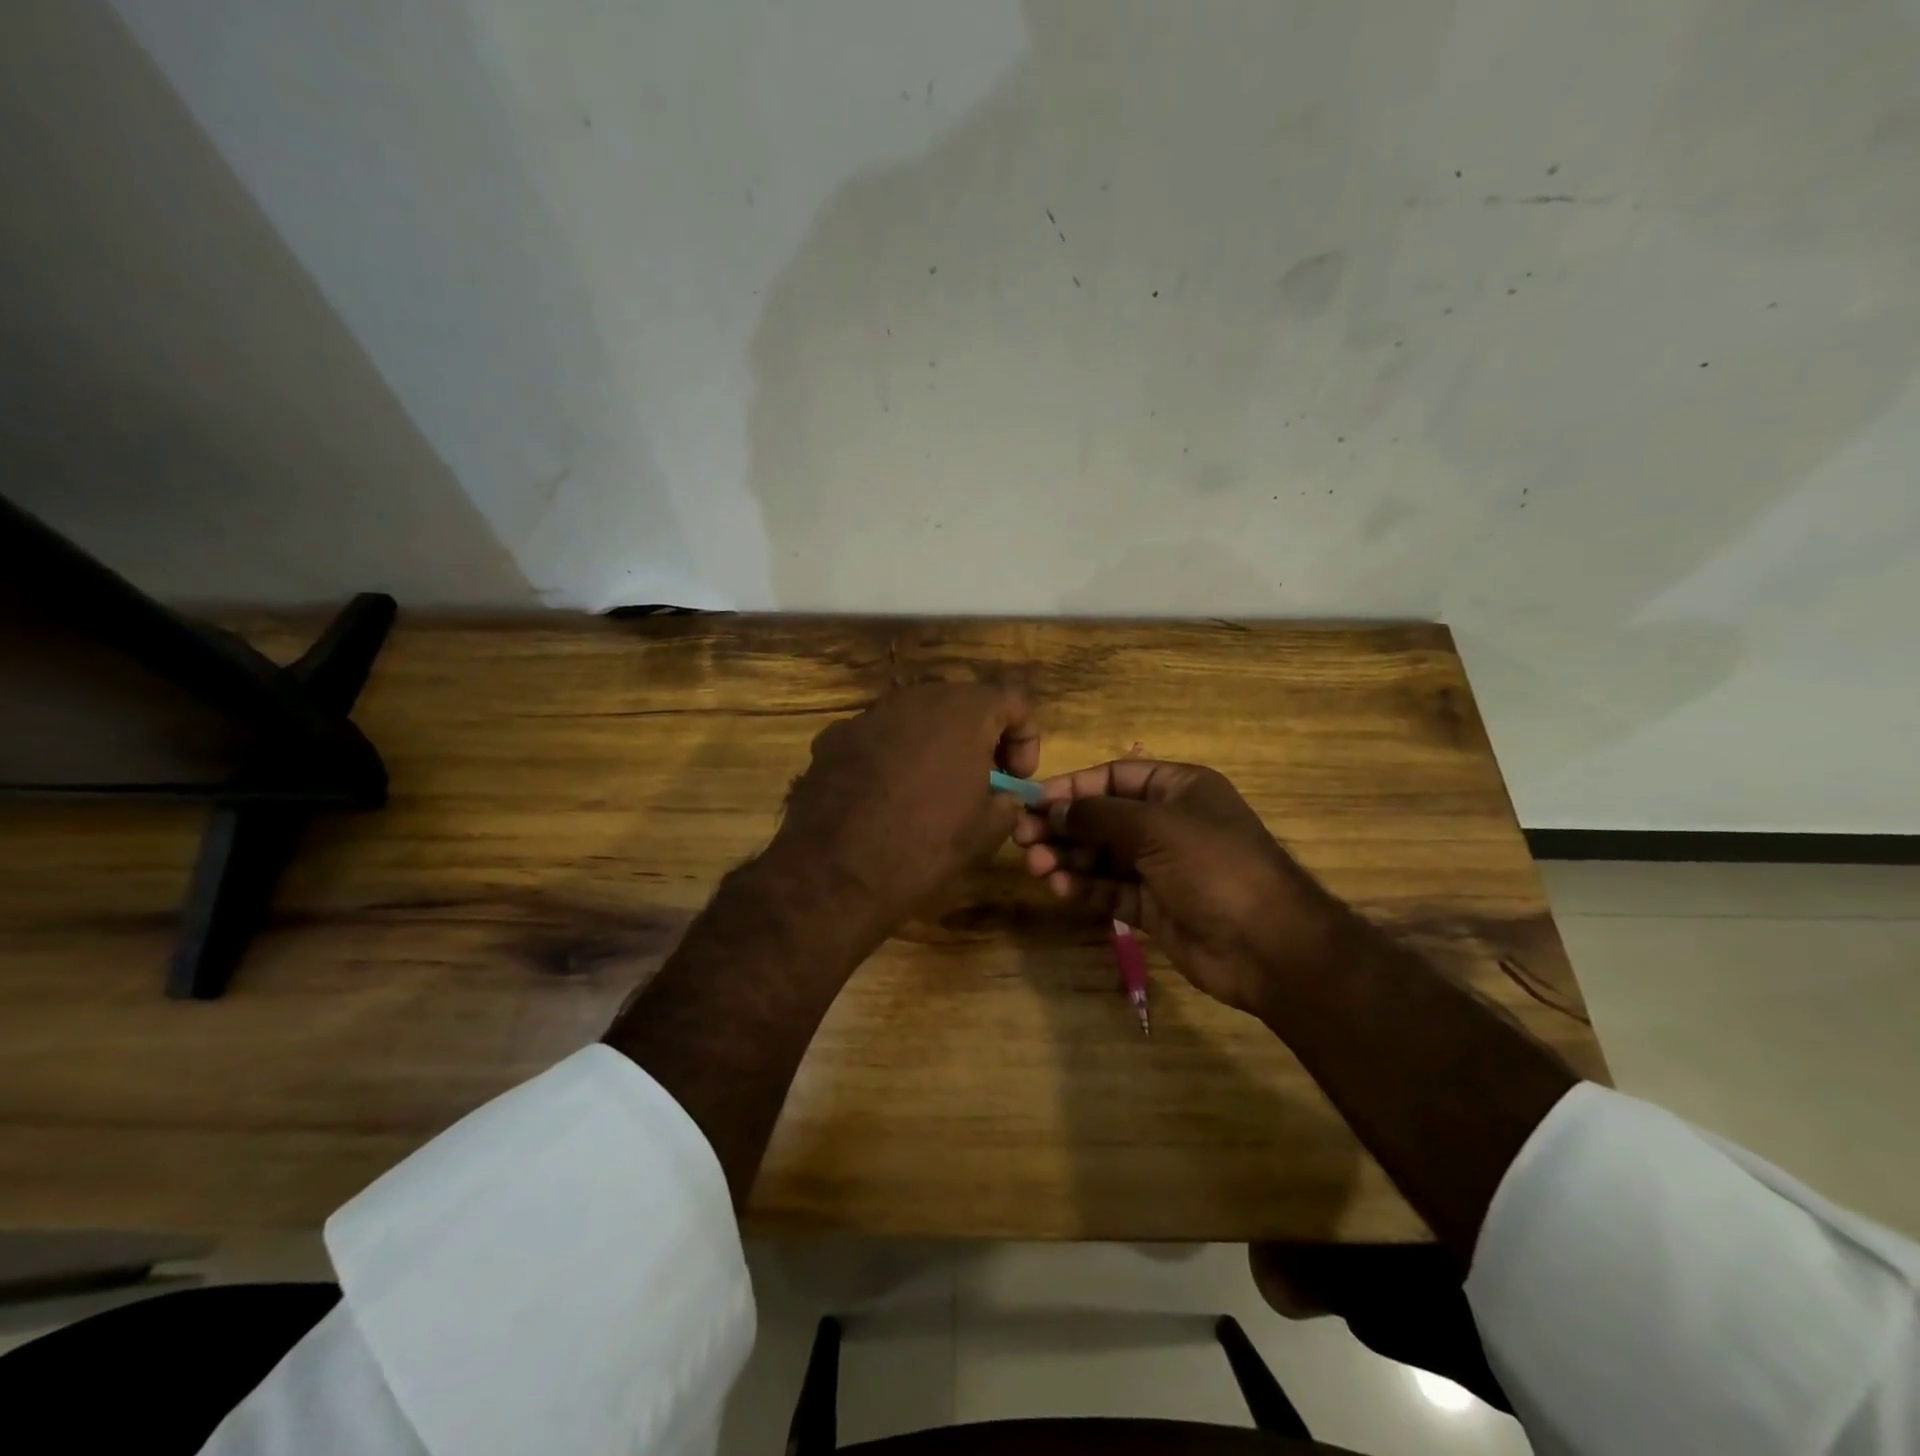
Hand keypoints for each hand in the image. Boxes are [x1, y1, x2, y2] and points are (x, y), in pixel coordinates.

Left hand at [768, 684, 1039, 939]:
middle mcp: (915, 699)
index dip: (1025, 738)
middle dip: (979, 737)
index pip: (1014, 700)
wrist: (835, 874)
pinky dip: (892, 756)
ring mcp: (869, 715)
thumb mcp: (986, 831)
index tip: (1015, 779)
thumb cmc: (924, 848)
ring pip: (917, 718)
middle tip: (980, 781)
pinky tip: (884, 797)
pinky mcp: (834, 737)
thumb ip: (1007, 800)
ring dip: (934, 744)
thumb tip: (1002, 795)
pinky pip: (878, 737)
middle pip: (962, 703)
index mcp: (963, 712)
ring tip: (930, 790)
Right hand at [1012, 760, 1347, 1013]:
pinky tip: (1060, 888)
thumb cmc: (1214, 866)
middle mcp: (1167, 823)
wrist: (1268, 945)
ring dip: (1068, 858)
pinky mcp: (1152, 906)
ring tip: (1038, 867)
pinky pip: (1109, 889)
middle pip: (1102, 817)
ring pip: (1101, 855)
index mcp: (1178, 789)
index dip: (1073, 788)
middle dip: (1063, 826)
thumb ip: (1098, 815)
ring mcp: (1159, 866)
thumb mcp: (1155, 828)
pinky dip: (1084, 887)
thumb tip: (1051, 808)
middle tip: (1023, 839)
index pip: (1114, 777)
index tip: (1034, 801)